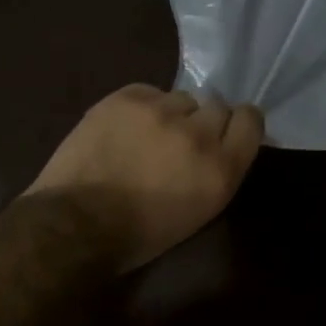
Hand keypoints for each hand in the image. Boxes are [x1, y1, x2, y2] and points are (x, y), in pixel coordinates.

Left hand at [26, 85, 264, 270]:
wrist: (75, 222)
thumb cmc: (139, 234)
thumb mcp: (198, 212)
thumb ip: (216, 171)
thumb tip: (219, 146)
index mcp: (221, 170)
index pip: (250, 120)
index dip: (238, 124)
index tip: (225, 132)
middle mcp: (197, 133)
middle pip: (217, 106)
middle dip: (203, 122)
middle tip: (179, 141)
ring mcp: (160, 111)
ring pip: (181, 98)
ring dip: (170, 114)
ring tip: (145, 136)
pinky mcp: (127, 97)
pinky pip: (148, 92)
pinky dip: (140, 108)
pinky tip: (123, 129)